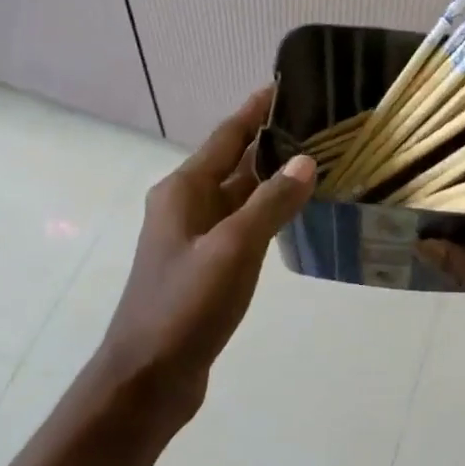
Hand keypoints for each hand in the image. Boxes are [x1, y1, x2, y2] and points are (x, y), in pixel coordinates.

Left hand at [94, 87, 315, 417]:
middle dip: (271, 140)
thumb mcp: (233, 249)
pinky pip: (242, 224)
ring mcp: (195, 237)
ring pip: (240, 194)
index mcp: (184, 190)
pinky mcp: (206, 265)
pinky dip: (268, 211)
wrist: (146, 380)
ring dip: (272, 176)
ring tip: (317, 158)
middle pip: (234, 161)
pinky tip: (295, 211)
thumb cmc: (184, 306)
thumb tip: (306, 159)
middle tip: (318, 122)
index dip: (255, 110)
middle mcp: (187, 205)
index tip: (287, 85)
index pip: (226, 136)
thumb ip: (271, 202)